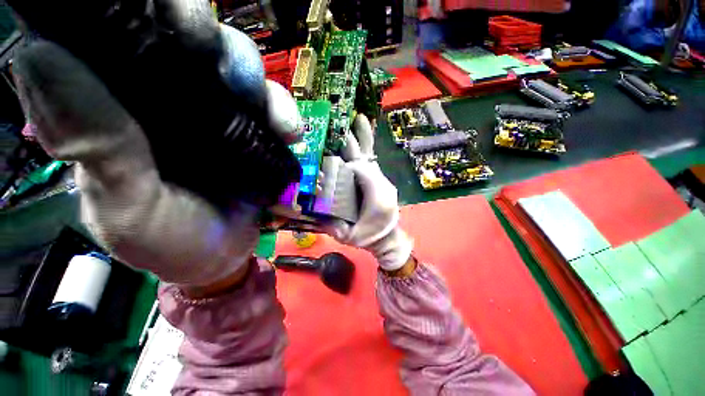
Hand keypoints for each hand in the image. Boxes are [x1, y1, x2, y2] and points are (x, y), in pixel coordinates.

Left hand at [13, 32, 297, 289]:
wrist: (221, 254)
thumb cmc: (168, 240)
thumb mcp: (123, 203)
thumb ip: (90, 142)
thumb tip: (41, 54)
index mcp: (116, 105)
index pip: (117, 30)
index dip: (139, 8)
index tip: (159, 12)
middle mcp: (169, 98)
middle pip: (189, 35)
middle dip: (207, 36)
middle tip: (219, 63)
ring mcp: (221, 115)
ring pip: (239, 66)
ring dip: (256, 81)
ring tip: (269, 115)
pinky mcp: (256, 134)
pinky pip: (274, 108)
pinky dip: (285, 113)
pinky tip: (289, 133)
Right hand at [325, 115, 412, 271]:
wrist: (388, 240)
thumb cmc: (368, 239)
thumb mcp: (349, 237)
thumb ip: (332, 224)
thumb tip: (313, 206)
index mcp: (377, 198)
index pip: (360, 172)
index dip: (346, 164)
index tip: (331, 162)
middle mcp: (382, 184)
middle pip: (365, 159)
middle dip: (352, 143)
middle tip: (341, 124)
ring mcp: (382, 180)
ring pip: (370, 156)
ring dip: (362, 138)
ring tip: (357, 118)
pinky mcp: (380, 180)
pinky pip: (372, 160)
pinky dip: (368, 146)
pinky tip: (363, 130)